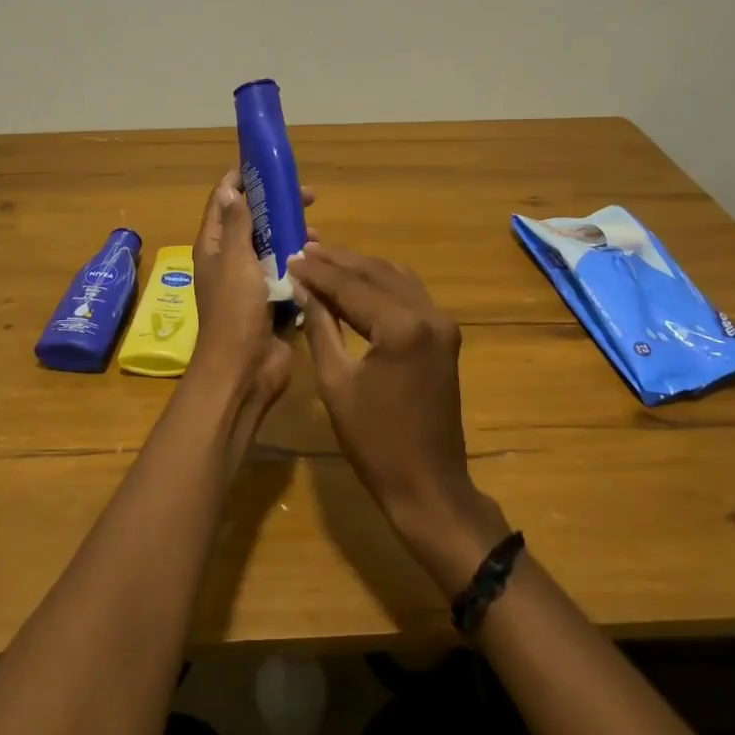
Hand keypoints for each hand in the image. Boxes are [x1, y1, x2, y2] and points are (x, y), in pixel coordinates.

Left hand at [188, 172, 314, 445]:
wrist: (244, 369)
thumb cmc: (235, 310)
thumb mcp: (235, 260)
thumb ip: (237, 224)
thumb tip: (231, 189)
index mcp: (214, 247)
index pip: (223, 202)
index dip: (242, 181)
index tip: (268, 167)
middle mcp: (230, 260)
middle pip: (253, 222)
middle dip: (277, 207)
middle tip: (307, 197)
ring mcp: (251, 283)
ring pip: (273, 247)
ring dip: (292, 235)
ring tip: (315, 233)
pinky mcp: (271, 302)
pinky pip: (287, 274)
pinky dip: (300, 264)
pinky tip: (319, 260)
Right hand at [289, 246, 510, 592]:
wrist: (428, 484)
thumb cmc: (374, 441)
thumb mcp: (336, 383)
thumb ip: (320, 327)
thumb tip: (302, 289)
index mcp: (401, 327)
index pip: (351, 286)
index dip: (317, 271)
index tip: (289, 256)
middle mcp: (428, 314)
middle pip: (376, 273)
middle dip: (338, 261)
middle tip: (303, 250)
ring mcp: (442, 323)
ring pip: (395, 277)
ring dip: (360, 268)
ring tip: (323, 261)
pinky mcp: (445, 334)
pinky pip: (409, 294)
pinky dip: (381, 284)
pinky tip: (357, 283)